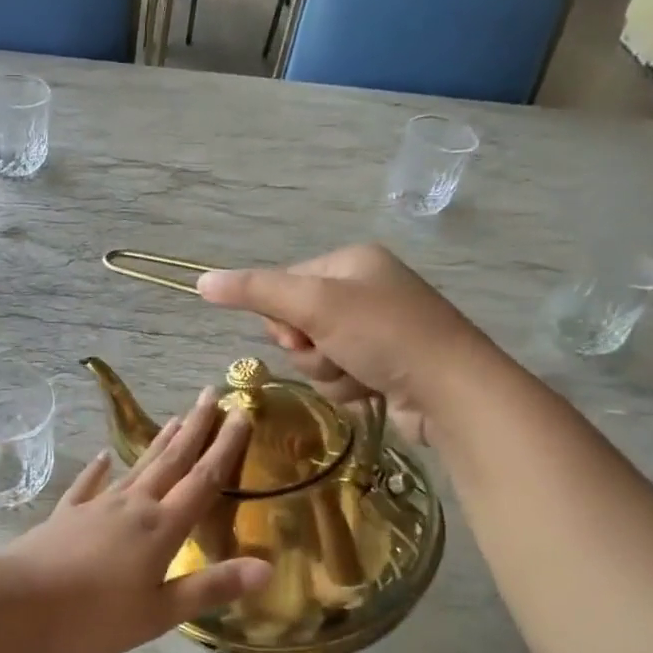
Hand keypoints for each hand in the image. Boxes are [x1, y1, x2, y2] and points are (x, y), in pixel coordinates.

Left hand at [3, 389, 269, 652]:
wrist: (17, 603)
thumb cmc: (93, 616)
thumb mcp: (159, 613)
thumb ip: (211, 587)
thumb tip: (267, 568)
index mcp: (160, 528)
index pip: (202, 480)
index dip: (225, 447)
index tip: (241, 413)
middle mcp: (133, 506)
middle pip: (171, 460)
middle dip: (195, 428)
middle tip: (210, 393)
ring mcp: (97, 507)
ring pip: (137, 467)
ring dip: (159, 442)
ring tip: (176, 418)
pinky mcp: (67, 516)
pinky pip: (89, 485)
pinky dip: (99, 470)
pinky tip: (103, 457)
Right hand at [195, 244, 493, 444]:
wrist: (452, 391)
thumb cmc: (383, 335)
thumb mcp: (315, 306)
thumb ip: (256, 292)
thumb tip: (201, 281)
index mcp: (350, 262)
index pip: (284, 285)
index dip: (282, 316)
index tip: (300, 332)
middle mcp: (364, 289)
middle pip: (298, 322)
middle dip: (308, 347)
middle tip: (332, 351)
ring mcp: (378, 329)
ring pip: (315, 354)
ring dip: (327, 370)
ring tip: (358, 373)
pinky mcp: (386, 364)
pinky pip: (340, 374)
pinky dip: (348, 385)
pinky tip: (371, 388)